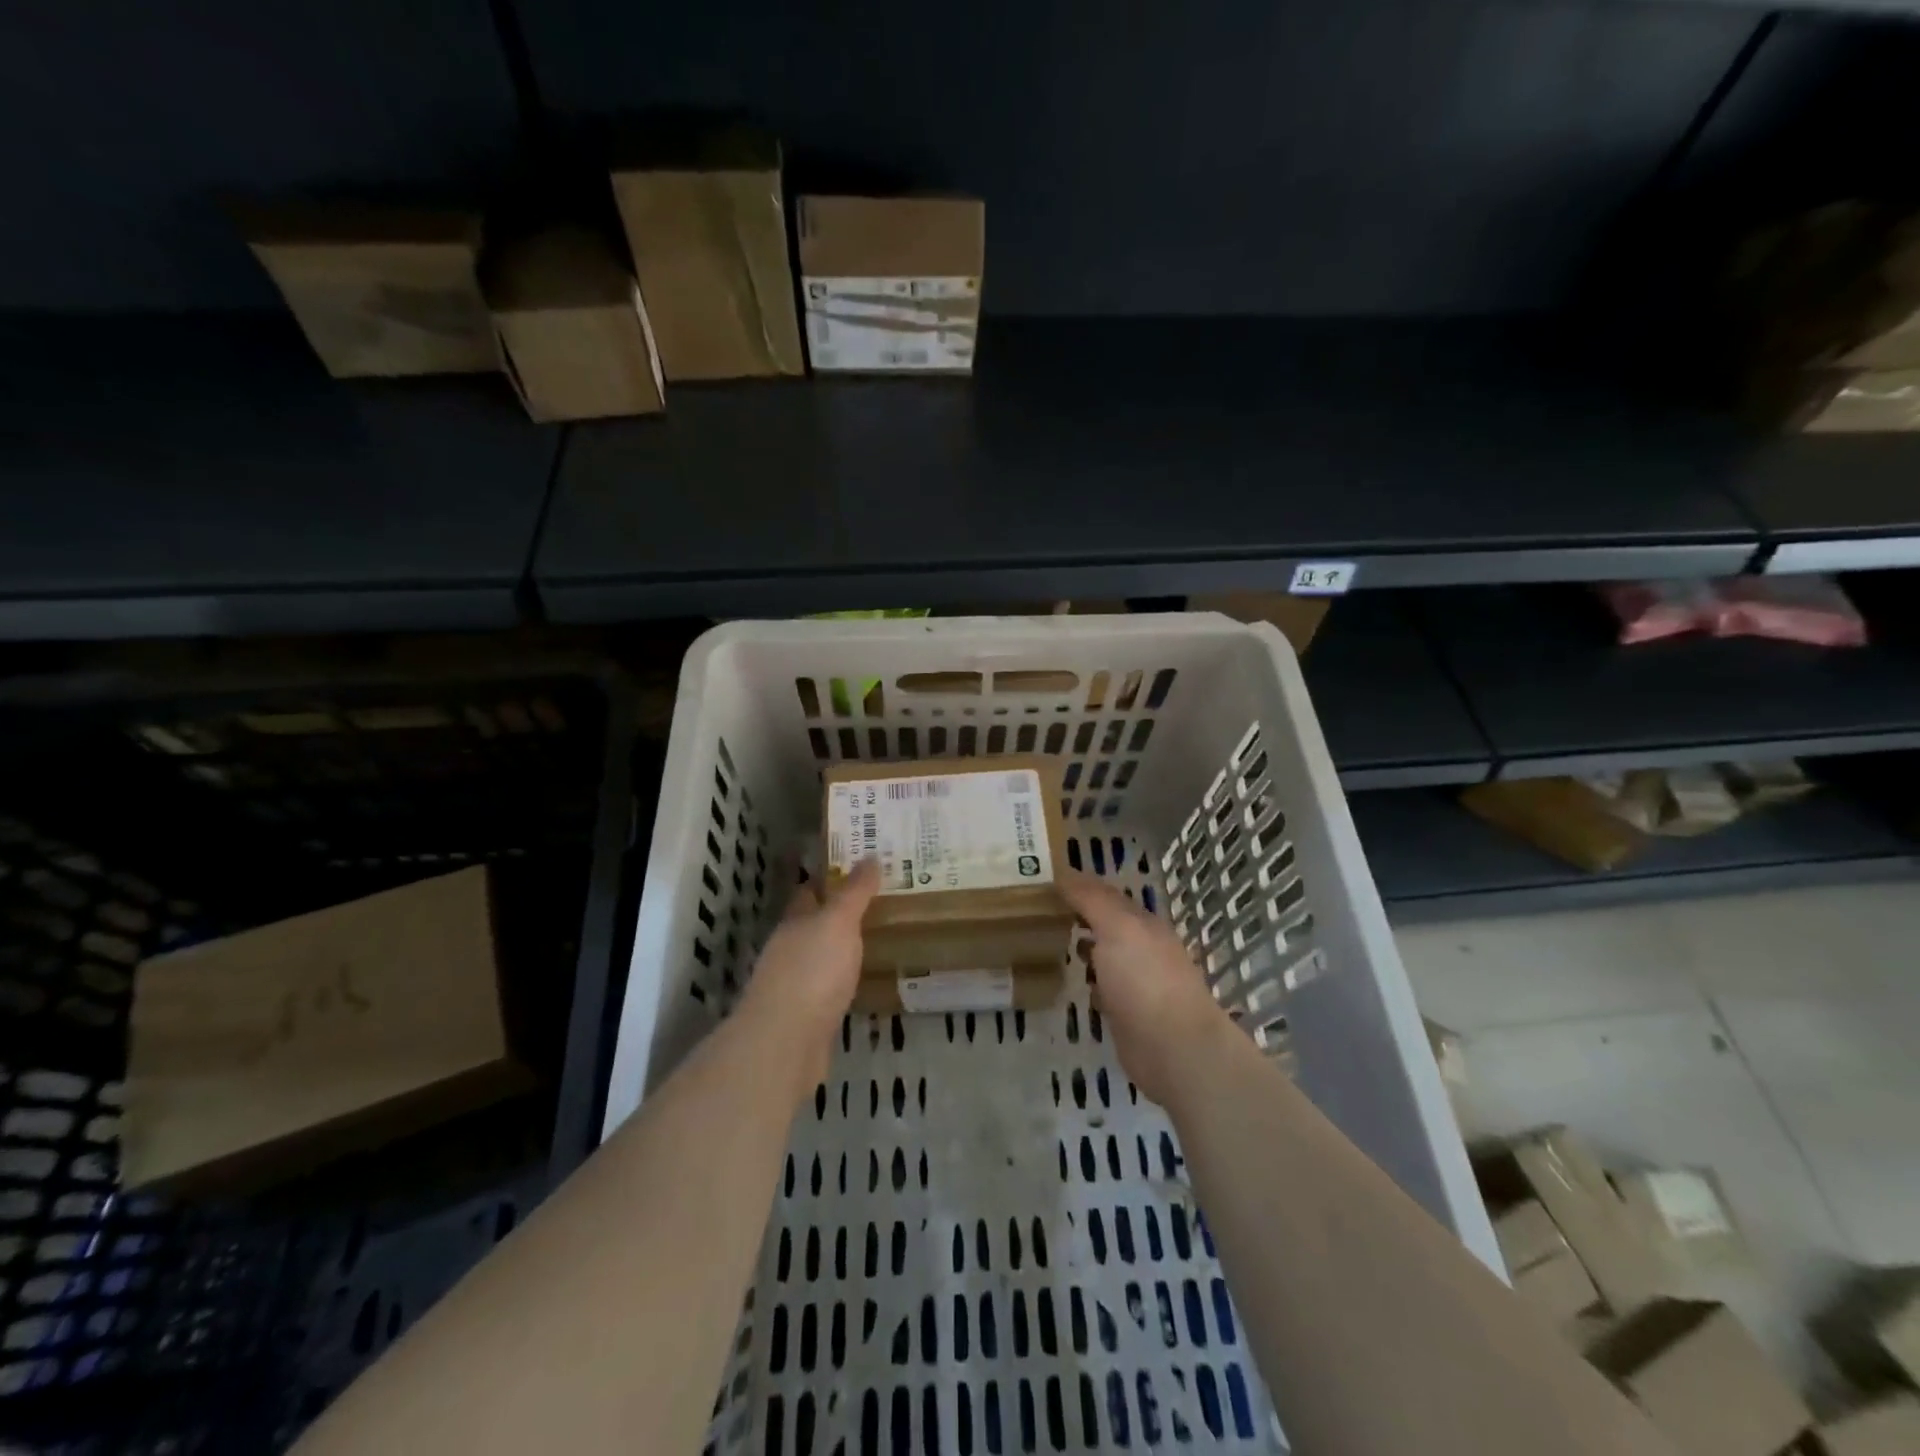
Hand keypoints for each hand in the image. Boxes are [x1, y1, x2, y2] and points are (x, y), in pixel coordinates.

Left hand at [736, 858, 880, 1099]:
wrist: (786, 1044)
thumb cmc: (812, 972)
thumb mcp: (838, 923)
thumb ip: (854, 893)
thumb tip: (870, 856)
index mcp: (794, 922)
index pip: (809, 891)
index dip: (830, 878)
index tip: (859, 868)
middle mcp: (790, 949)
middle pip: (815, 925)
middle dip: (841, 914)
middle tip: (880, 902)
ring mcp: (796, 985)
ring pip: (822, 957)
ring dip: (843, 949)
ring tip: (880, 938)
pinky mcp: (808, 1017)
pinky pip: (830, 989)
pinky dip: (845, 981)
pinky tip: (865, 981)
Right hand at [1058, 869, 1231, 1106]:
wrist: (1174, 1049)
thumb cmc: (1145, 979)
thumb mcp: (1117, 927)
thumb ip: (1092, 899)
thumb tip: (1064, 872)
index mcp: (1143, 923)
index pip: (1107, 895)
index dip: (1078, 886)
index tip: (1043, 882)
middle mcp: (1142, 948)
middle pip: (1106, 924)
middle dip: (1079, 916)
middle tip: (1037, 911)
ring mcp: (1137, 983)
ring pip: (1104, 957)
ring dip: (1083, 948)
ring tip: (1047, 942)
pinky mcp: (1128, 1015)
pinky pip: (1103, 989)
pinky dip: (1088, 982)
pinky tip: (1070, 983)